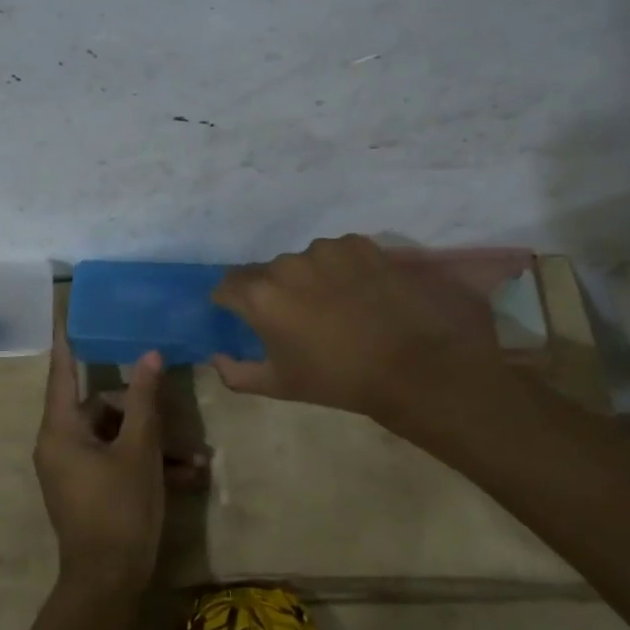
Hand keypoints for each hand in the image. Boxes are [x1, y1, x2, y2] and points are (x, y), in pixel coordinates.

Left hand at [33, 319, 200, 598]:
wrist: (108, 585)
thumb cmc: (119, 510)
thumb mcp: (139, 451)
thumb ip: (144, 401)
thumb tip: (149, 355)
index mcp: (61, 430)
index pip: (62, 372)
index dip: (67, 342)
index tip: (65, 312)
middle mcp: (61, 444)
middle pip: (102, 408)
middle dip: (144, 414)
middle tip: (179, 423)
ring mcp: (74, 469)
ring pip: (117, 437)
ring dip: (155, 444)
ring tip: (196, 459)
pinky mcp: (89, 489)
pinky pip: (117, 462)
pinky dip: (146, 465)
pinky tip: (188, 475)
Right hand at [210, 234, 520, 424]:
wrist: (412, 365)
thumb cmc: (338, 380)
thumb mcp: (279, 385)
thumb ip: (236, 373)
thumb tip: (216, 357)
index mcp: (260, 296)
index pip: (227, 285)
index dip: (231, 301)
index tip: (243, 315)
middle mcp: (286, 264)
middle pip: (266, 272)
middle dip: (274, 291)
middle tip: (296, 316)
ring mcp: (324, 250)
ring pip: (302, 261)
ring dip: (308, 277)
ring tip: (334, 303)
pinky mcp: (358, 244)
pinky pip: (336, 253)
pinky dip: (339, 269)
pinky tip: (359, 292)